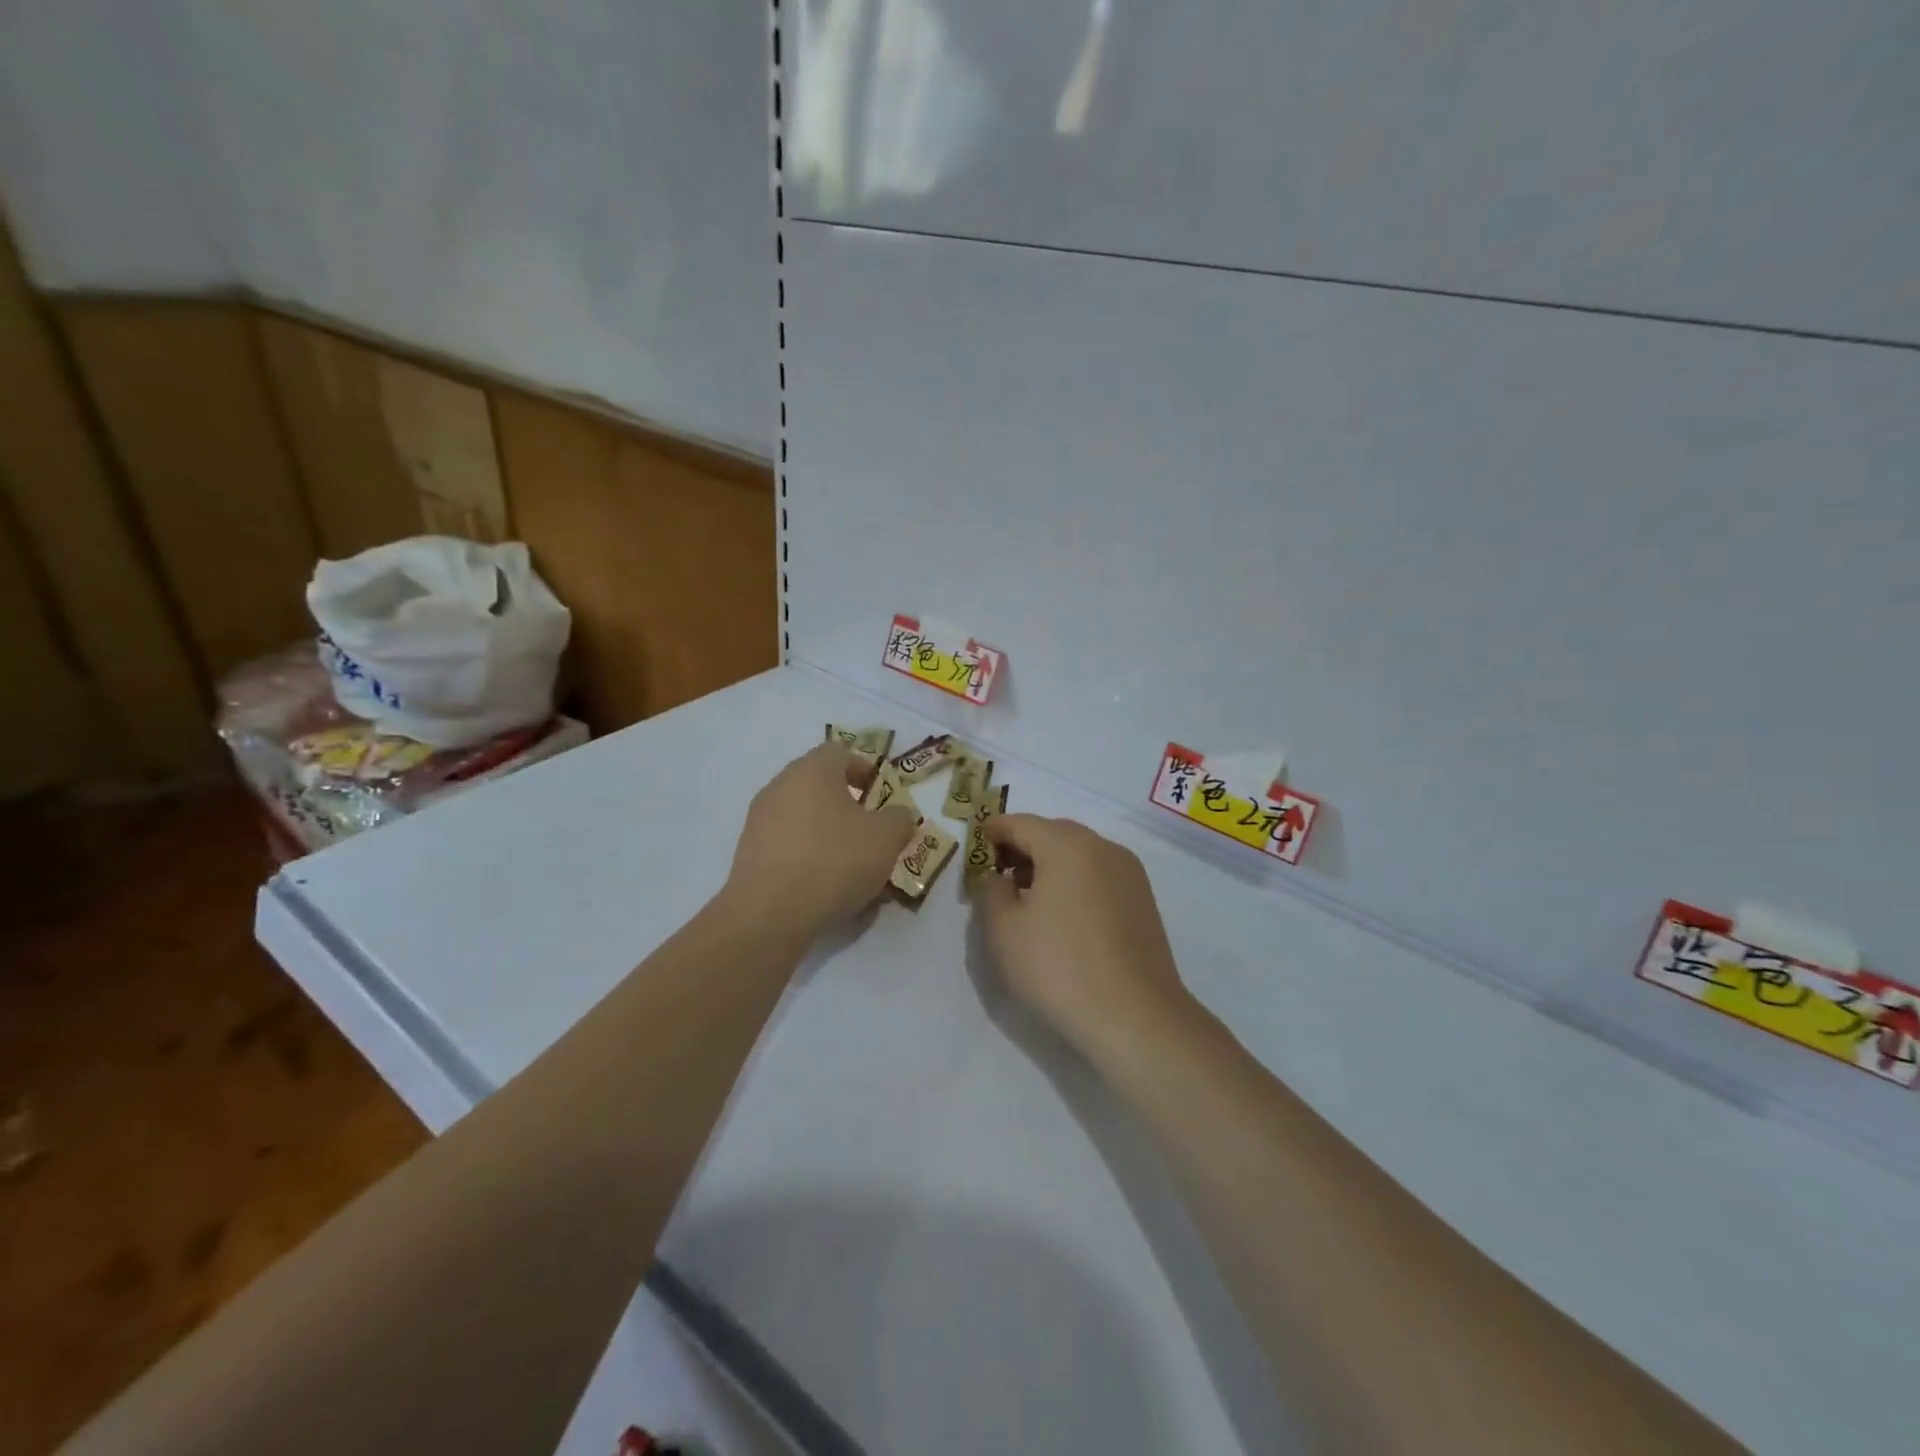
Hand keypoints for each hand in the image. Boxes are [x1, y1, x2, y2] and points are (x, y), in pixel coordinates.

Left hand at [725, 744, 917, 937]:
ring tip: (851, 866)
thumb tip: (898, 815)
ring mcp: (760, 819)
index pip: (840, 753)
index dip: (865, 770)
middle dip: (847, 805)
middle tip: (870, 832)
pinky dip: (807, 856)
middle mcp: (781, 785)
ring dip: (828, 833)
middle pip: (819, 785)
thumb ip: (900, 819)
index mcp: (813, 770)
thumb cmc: (835, 859)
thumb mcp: (886, 838)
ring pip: (803, 817)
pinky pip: (787, 844)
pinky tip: (825, 886)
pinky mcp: (749, 852)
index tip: (881, 796)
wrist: (770, 912)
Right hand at [972, 815, 1194, 1060]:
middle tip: (999, 874)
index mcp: (1067, 845)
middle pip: (1054, 833)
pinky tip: (1063, 915)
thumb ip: (992, 891)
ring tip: (1029, 898)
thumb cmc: (1058, 967)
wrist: (1135, 1017)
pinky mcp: (1143, 900)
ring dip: (1051, 865)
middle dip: (1024, 847)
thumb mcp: (1004, 930)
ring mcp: (1129, 873)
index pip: (1022, 823)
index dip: (995, 830)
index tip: (977, 844)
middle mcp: (1103, 848)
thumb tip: (999, 876)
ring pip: (1080, 854)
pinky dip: (1075, 881)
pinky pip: (1099, 875)